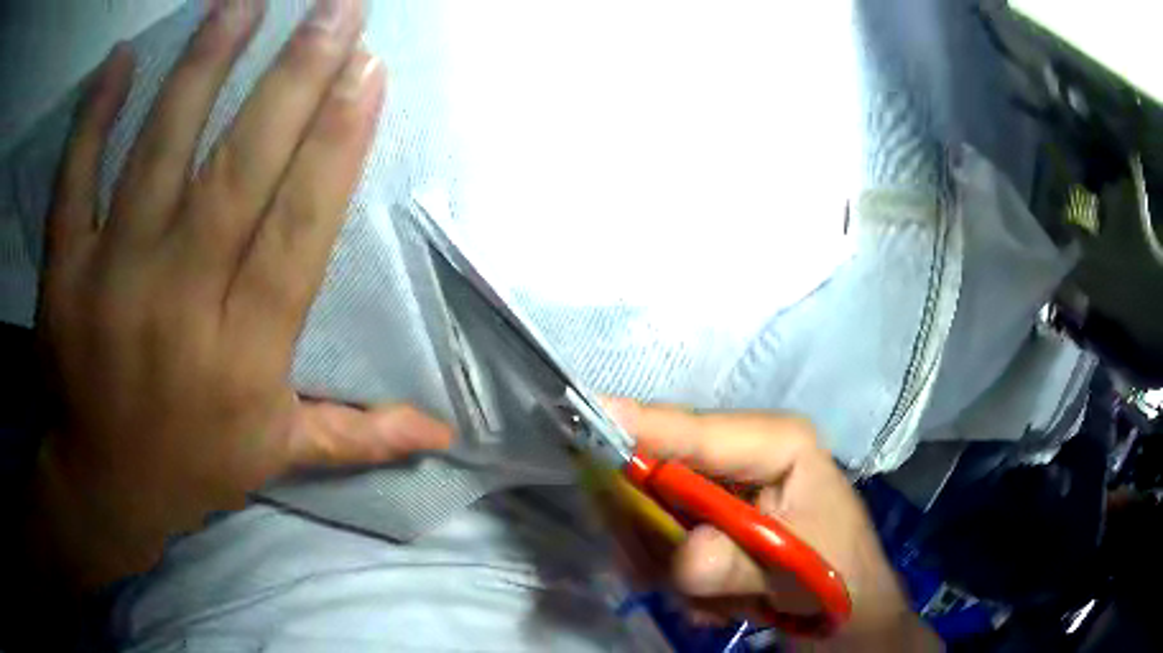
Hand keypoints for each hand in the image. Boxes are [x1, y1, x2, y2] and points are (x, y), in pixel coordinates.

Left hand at [32, 0, 449, 588]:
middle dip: (294, 77)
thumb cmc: (190, 466)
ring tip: (245, 0)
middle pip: (240, 171)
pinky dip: (93, 117)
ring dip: (204, 66)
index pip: (299, 228)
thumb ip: (358, 435)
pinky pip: (74, 181)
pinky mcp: (63, 273)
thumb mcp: (277, 455)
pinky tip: (122, 59)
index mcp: (243, 352)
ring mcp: (111, 280)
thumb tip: (444, 436)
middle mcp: (179, 303)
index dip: (336, 142)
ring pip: (158, 153)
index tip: (369, 68)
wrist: (101, 487)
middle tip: (338, 5)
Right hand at [605, 401, 939, 650]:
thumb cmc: (837, 574)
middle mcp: (743, 454)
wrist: (845, 607)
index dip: (642, 426)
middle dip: (646, 525)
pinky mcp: (710, 514)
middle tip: (644, 570)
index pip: (698, 431)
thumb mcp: (796, 571)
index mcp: (776, 442)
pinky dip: (673, 575)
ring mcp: (723, 485)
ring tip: (710, 601)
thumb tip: (686, 558)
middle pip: (663, 466)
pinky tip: (711, 602)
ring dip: (665, 563)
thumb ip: (740, 566)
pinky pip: (662, 537)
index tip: (587, 413)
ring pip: (655, 509)